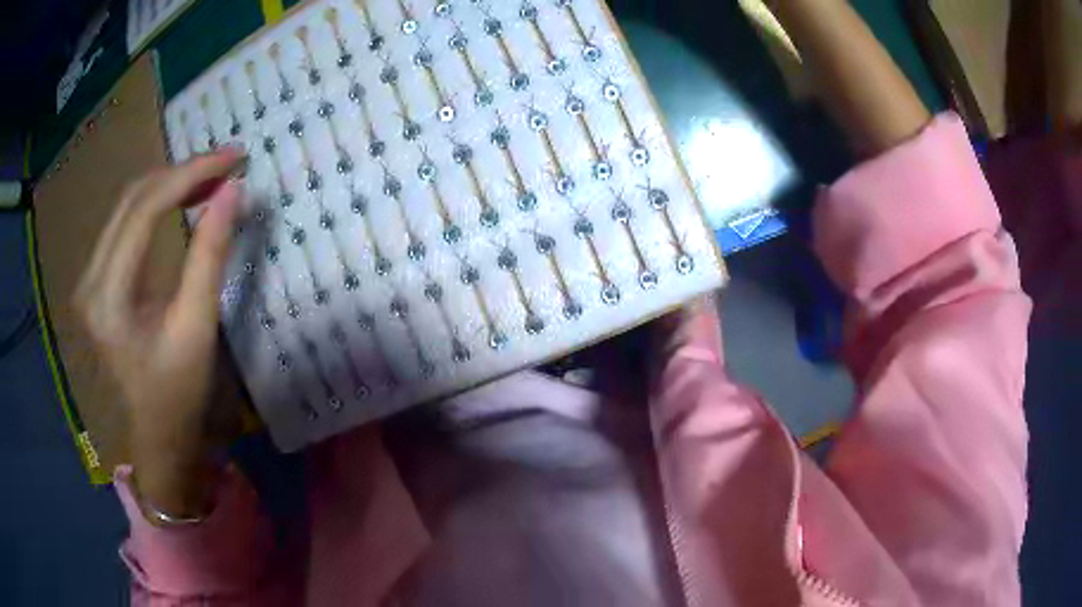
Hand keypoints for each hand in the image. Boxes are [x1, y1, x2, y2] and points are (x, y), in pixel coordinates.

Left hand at [75, 149, 243, 518]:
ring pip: (128, 204)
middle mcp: (90, 278)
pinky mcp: (98, 279)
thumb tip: (234, 191)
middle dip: (182, 172)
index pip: (145, 210)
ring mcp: (90, 277)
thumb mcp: (196, 327)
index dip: (190, 175)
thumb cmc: (178, 393)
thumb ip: (209, 255)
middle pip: (132, 198)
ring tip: (211, 176)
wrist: (157, 433)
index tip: (234, 158)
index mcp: (108, 296)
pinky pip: (126, 223)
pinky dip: (158, 202)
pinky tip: (183, 199)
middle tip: (227, 162)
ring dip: (170, 183)